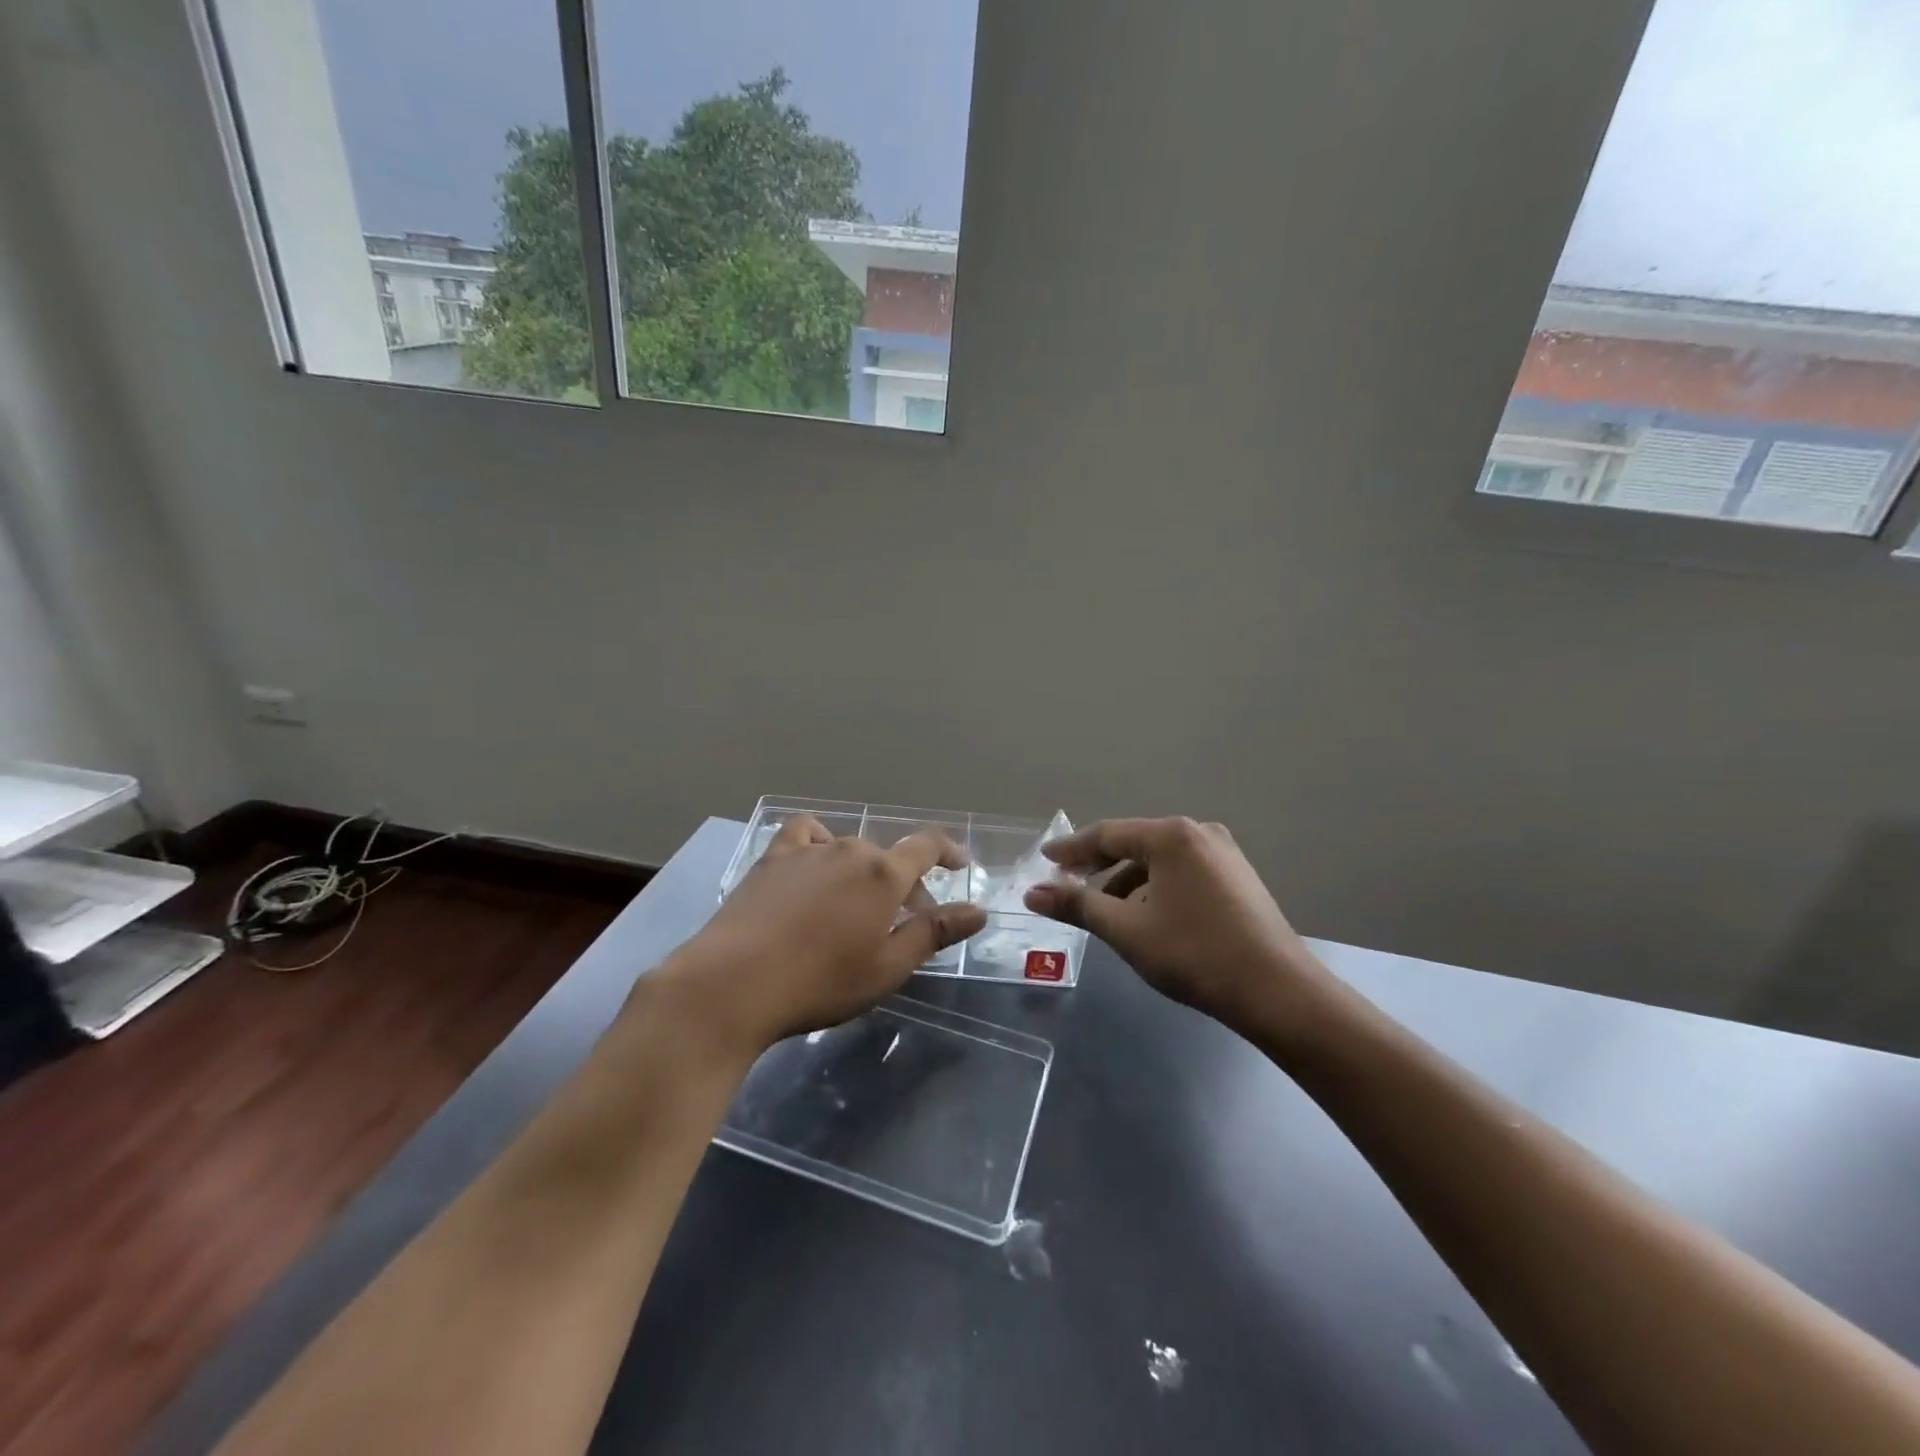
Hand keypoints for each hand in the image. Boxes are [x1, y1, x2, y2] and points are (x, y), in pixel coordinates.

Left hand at [664, 815, 987, 1053]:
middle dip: (903, 887)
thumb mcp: (887, 967)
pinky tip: (812, 870)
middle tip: (901, 926)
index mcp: (883, 874)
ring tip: (854, 907)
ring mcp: (807, 850)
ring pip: (849, 851)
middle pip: (887, 858)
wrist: (733, 983)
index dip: (948, 851)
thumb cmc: (820, 982)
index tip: (960, 863)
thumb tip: (978, 911)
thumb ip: (934, 933)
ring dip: (862, 873)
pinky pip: (804, 836)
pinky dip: (818, 845)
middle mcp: (849, 849)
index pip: (927, 846)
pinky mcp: (771, 859)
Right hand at [1024, 817, 1332, 1038]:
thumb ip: (1077, 906)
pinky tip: (1145, 915)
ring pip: (1159, 861)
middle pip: (1134, 843)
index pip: (1107, 834)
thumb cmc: (1194, 953)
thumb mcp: (1126, 929)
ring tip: (1103, 910)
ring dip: (1126, 882)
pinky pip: (1181, 872)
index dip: (1071, 849)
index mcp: (1171, 836)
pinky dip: (1155, 888)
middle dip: (1098, 867)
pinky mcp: (1237, 877)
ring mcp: (1223, 853)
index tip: (1044, 860)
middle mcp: (1198, 832)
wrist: (1277, 992)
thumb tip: (1031, 894)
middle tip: (1066, 886)